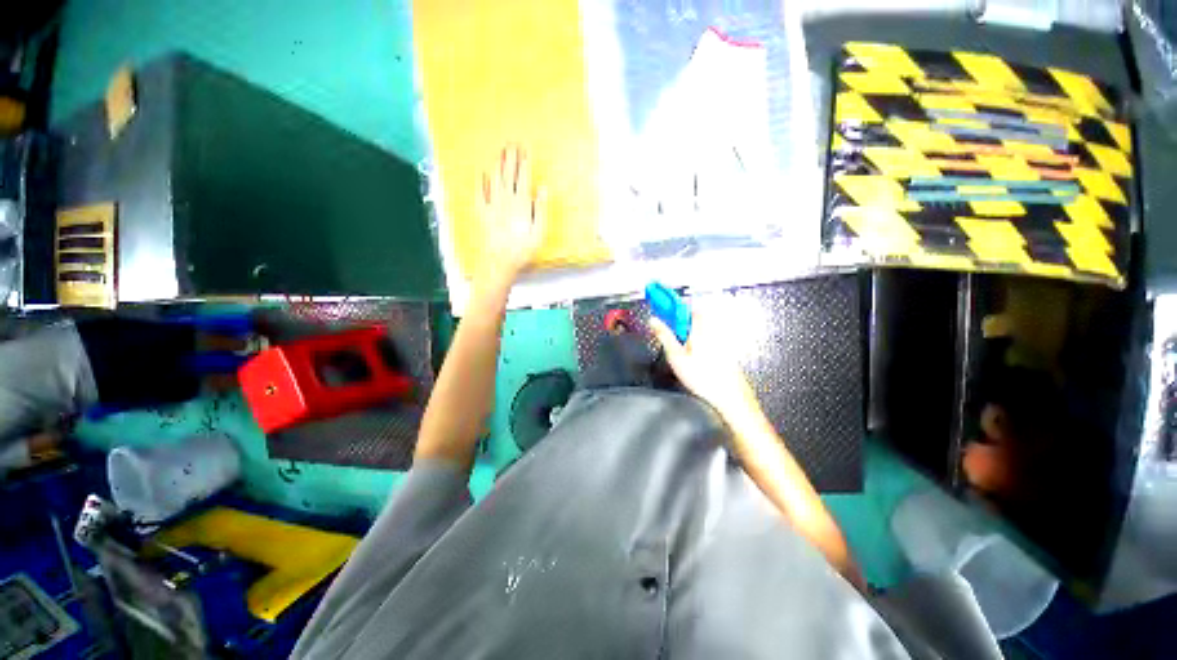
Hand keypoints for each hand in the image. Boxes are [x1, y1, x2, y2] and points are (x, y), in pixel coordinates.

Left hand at [477, 145, 547, 287]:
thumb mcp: (539, 232)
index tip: (525, 149)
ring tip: (499, 151)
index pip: (524, 178)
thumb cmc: (523, 249)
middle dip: (510, 157)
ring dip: (497, 164)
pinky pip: (479, 193)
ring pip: (494, 179)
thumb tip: (542, 188)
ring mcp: (492, 205)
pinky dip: (480, 182)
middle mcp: (506, 200)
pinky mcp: (483, 212)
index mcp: (521, 203)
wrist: (500, 260)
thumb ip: (541, 209)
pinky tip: (480, 173)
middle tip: (511, 142)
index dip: (525, 162)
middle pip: (508, 174)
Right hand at [650, 315, 761, 423]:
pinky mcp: (724, 351)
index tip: (663, 305)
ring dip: (689, 331)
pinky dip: (698, 341)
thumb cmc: (704, 379)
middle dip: (681, 320)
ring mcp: (720, 341)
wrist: (729, 398)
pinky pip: (709, 339)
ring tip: (680, 347)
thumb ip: (664, 336)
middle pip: (695, 316)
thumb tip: (654, 321)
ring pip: (702, 328)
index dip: (674, 305)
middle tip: (670, 330)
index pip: (687, 307)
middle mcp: (712, 331)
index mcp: (700, 328)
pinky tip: (694, 358)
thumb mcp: (676, 356)